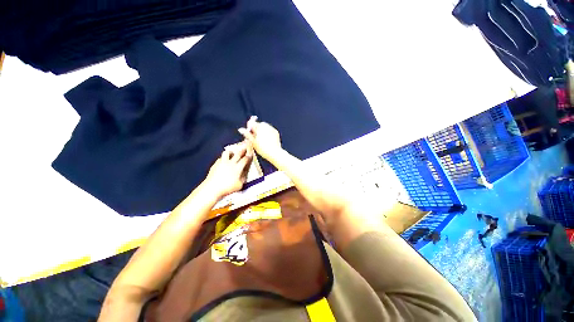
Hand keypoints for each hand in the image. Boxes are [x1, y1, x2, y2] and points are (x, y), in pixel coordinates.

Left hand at [203, 141, 252, 197]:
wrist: (212, 188)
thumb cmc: (227, 188)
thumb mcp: (239, 185)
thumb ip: (243, 179)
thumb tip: (244, 175)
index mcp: (238, 168)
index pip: (245, 159)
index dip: (248, 156)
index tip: (250, 155)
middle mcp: (231, 163)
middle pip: (238, 154)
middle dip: (242, 150)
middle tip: (245, 148)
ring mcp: (222, 162)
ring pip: (227, 152)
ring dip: (231, 152)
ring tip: (233, 153)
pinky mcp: (215, 164)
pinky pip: (220, 158)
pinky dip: (223, 158)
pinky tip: (224, 161)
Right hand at [238, 116, 282, 160]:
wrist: (274, 153)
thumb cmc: (262, 149)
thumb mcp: (253, 142)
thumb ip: (247, 134)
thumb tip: (240, 129)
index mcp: (259, 127)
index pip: (252, 123)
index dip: (250, 127)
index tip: (249, 132)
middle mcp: (266, 126)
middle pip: (259, 124)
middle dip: (256, 129)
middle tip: (255, 136)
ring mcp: (272, 129)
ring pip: (265, 127)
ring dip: (262, 130)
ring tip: (261, 139)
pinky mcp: (276, 132)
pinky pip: (270, 130)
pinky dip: (267, 132)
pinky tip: (266, 139)